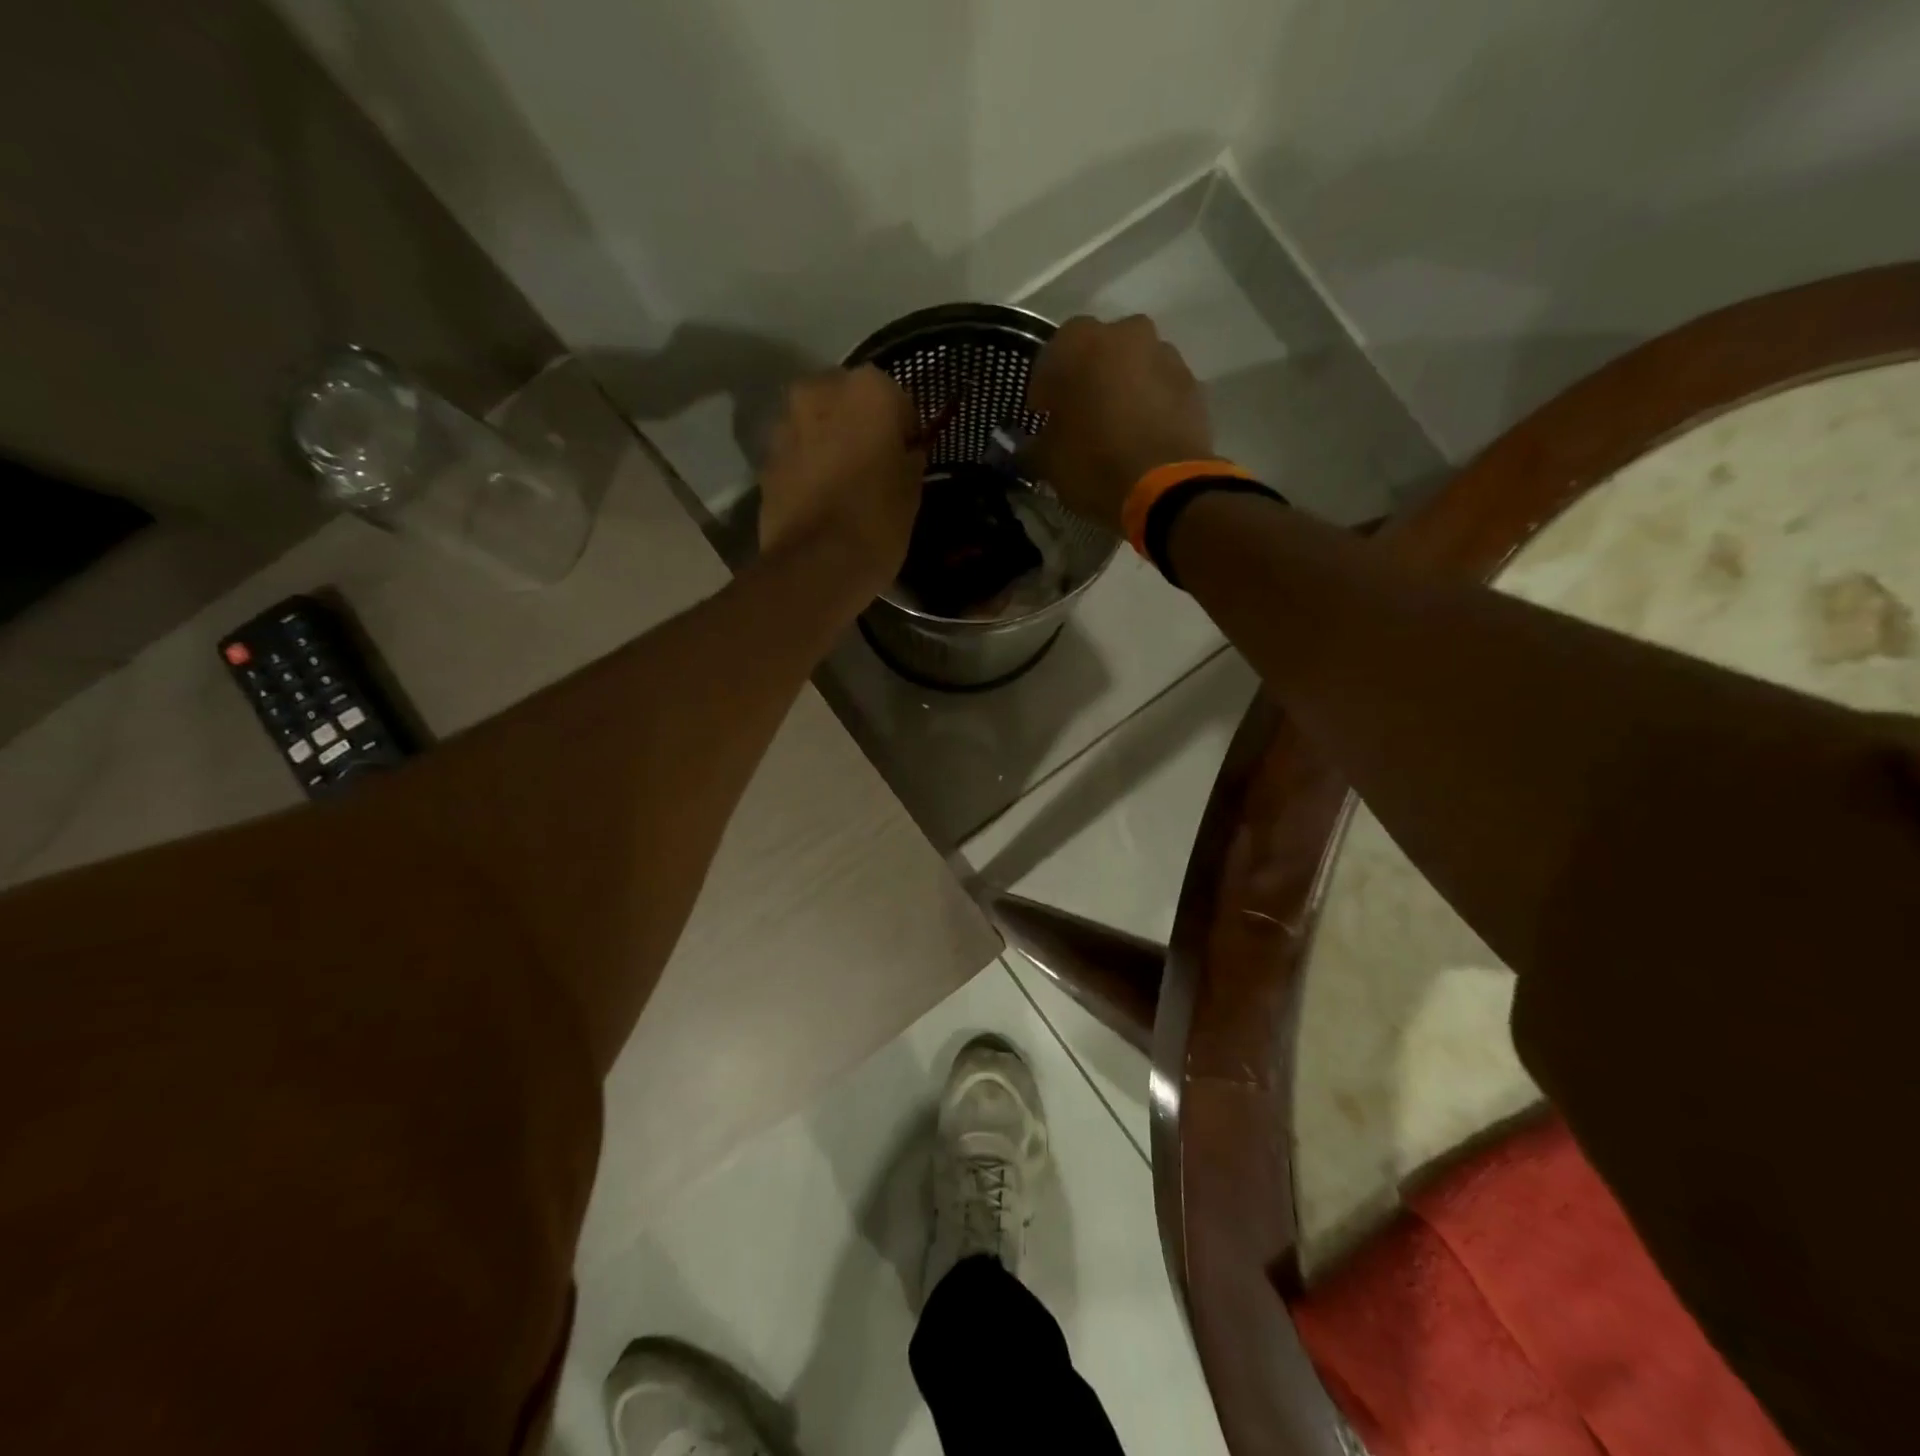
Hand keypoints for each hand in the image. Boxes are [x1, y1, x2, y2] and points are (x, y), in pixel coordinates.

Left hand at [758, 366, 923, 592]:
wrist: (816, 564)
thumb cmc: (877, 520)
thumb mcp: (911, 489)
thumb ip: (908, 458)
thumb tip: (905, 452)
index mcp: (868, 389)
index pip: (896, 399)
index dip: (902, 429)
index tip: (905, 457)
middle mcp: (820, 390)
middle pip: (847, 400)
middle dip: (859, 425)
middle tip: (873, 465)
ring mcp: (786, 422)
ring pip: (817, 423)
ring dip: (829, 442)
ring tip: (844, 483)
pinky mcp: (766, 457)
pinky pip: (796, 452)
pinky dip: (807, 465)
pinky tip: (820, 498)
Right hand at [1026, 315, 1213, 530]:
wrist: (1166, 487)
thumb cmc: (1094, 465)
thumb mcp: (1048, 462)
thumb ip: (1034, 446)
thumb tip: (1029, 448)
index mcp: (1080, 344)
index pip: (1051, 355)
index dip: (1045, 388)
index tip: (1043, 414)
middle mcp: (1125, 334)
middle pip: (1099, 351)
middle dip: (1087, 378)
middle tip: (1081, 416)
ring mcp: (1165, 355)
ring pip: (1134, 365)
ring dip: (1123, 387)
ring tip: (1116, 427)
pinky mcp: (1192, 383)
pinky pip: (1160, 387)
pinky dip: (1150, 403)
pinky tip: (1142, 435)